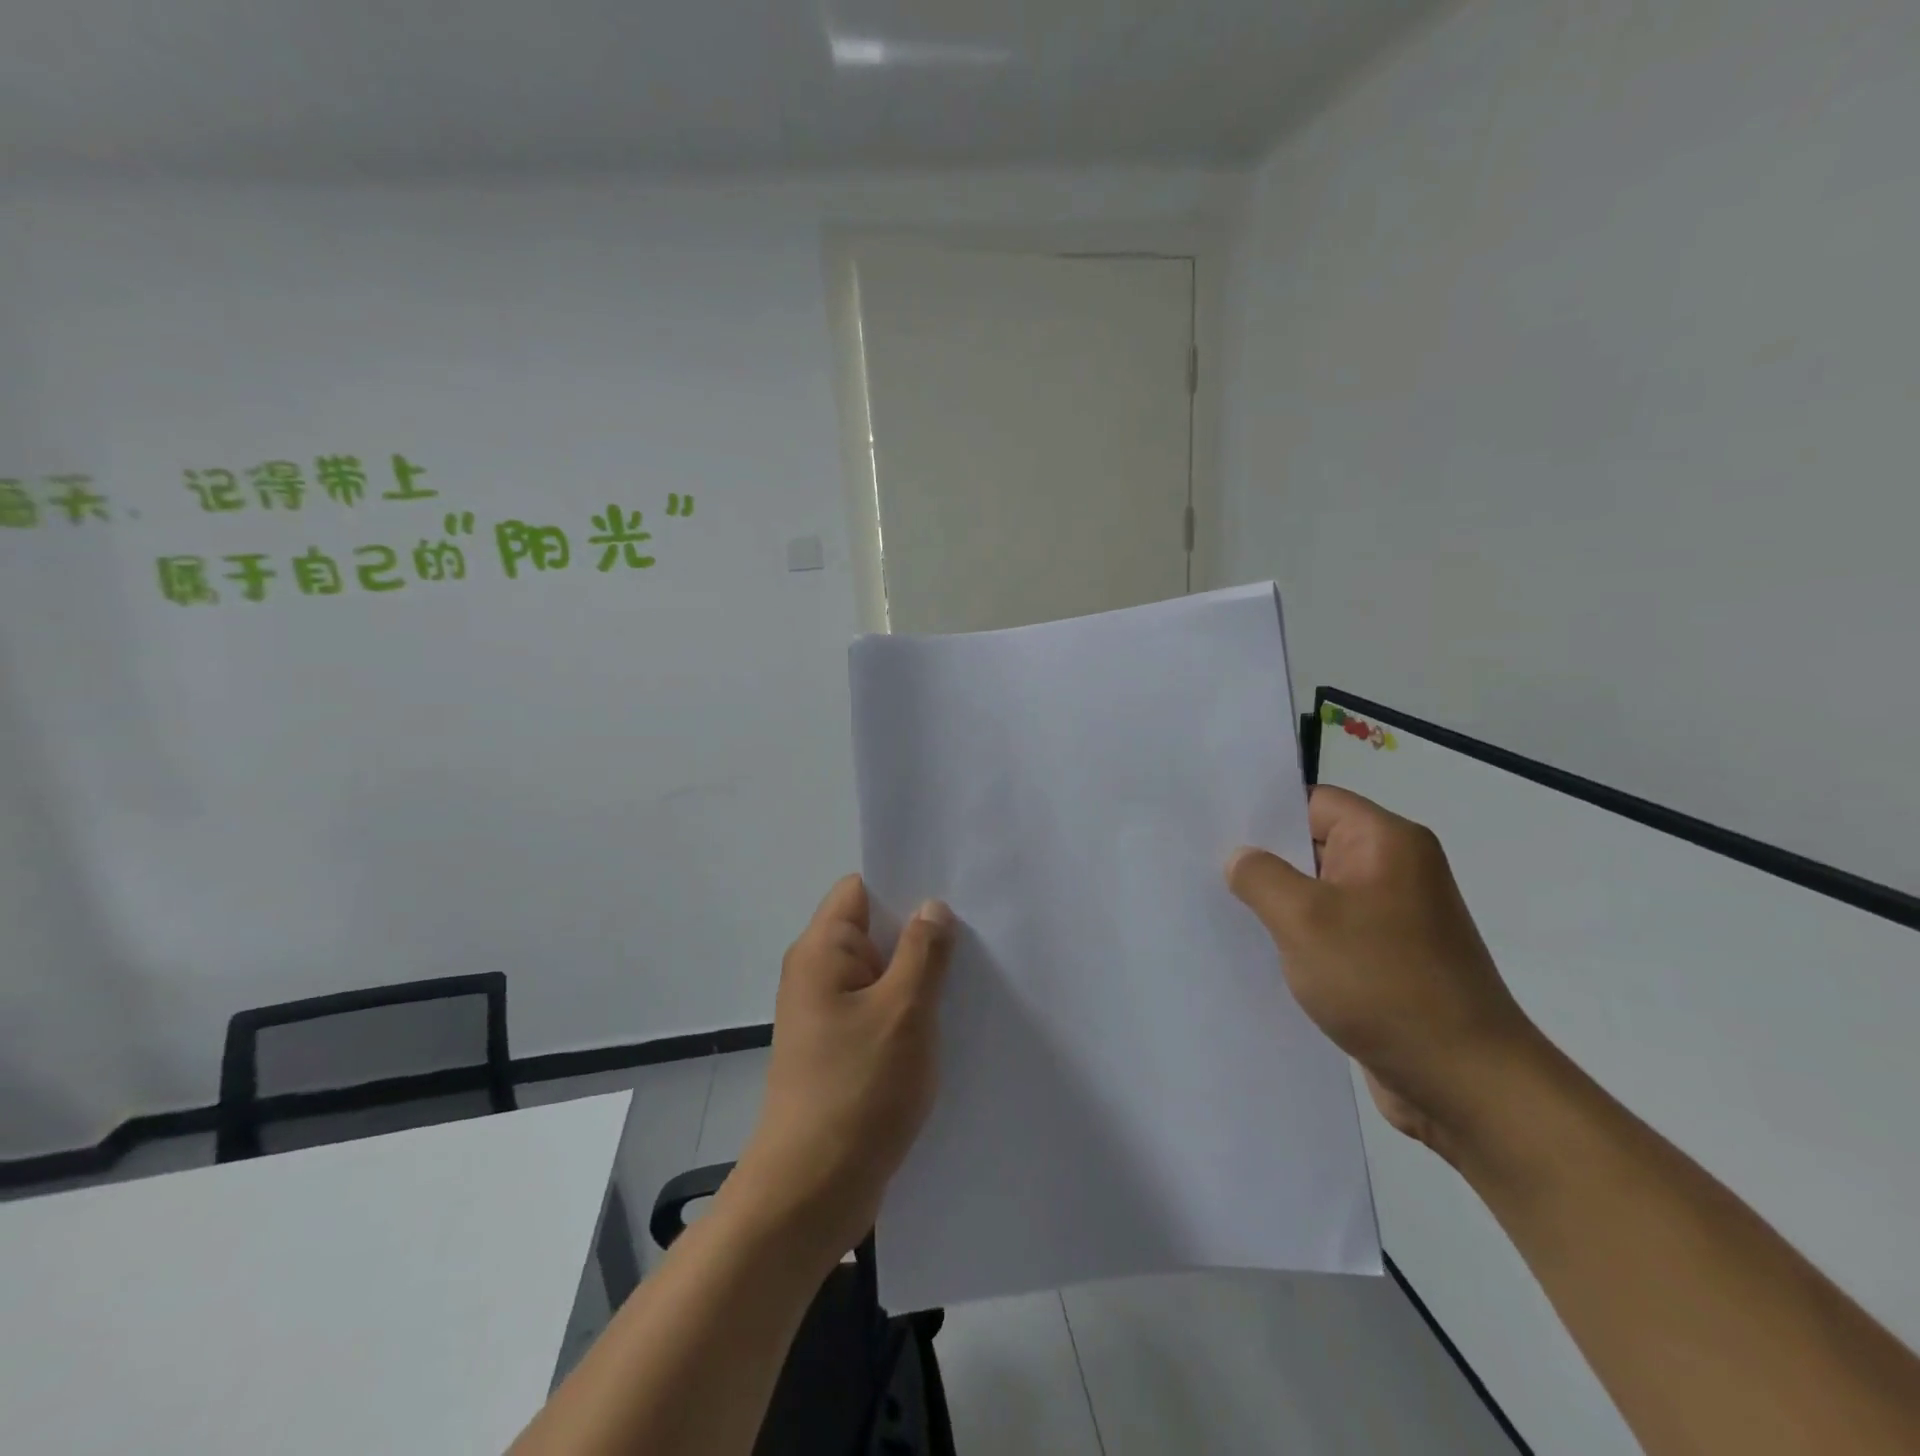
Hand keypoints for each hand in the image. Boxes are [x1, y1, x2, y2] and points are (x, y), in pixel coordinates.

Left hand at [726, 876, 955, 1266]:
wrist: (812, 1193)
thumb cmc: (858, 1090)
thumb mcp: (903, 1011)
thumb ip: (923, 952)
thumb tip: (932, 906)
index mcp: (821, 951)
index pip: (860, 889)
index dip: (903, 884)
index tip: (953, 889)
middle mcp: (818, 974)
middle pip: (874, 930)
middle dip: (922, 930)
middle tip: (979, 930)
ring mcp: (829, 1015)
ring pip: (882, 974)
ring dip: (921, 975)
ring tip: (975, 973)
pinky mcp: (842, 1050)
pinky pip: (881, 1011)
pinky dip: (912, 1010)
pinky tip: (952, 1020)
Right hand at [1227, 785, 1542, 1160]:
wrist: (1466, 1083)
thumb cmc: (1384, 983)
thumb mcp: (1304, 919)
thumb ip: (1260, 876)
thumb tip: (1239, 857)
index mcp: (1387, 842)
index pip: (1313, 802)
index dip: (1263, 812)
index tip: (1212, 828)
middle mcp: (1395, 870)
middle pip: (1313, 844)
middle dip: (1262, 858)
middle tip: (1203, 866)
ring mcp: (1393, 917)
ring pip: (1318, 891)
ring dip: (1277, 902)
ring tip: (1220, 907)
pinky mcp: (1388, 958)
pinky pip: (1330, 930)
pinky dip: (1297, 936)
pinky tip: (1258, 949)